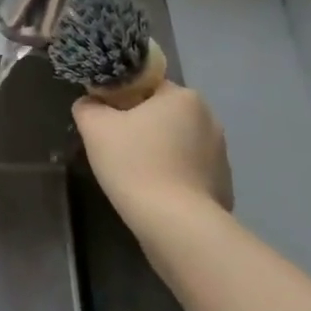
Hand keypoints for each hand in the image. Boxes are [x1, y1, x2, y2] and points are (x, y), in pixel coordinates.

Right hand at [73, 82, 232, 239]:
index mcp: (183, 96)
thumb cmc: (135, 164)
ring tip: (134, 175)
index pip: (145, 86)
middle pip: (162, 114)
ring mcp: (221, 154)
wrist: (175, 224)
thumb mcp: (95, 127)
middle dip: (140, 127)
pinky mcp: (223, 184)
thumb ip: (88, 107)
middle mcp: (209, 118)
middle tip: (115, 148)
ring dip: (158, 151)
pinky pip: (189, 170)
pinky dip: (172, 176)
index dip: (120, 99)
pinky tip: (155, 193)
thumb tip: (91, 104)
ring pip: (176, 143)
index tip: (105, 121)